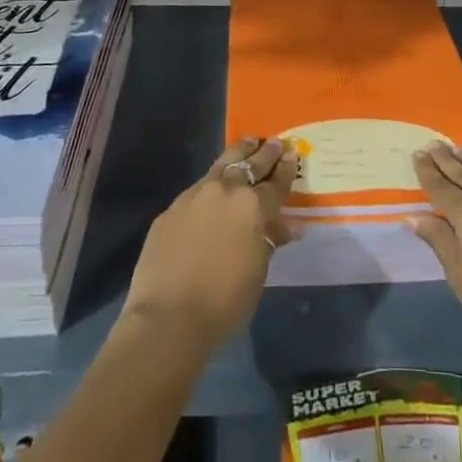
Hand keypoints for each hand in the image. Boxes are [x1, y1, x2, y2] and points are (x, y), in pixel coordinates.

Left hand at [122, 137, 296, 349]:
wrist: (168, 318)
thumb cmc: (224, 302)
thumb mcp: (257, 272)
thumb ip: (268, 242)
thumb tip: (283, 228)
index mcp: (253, 207)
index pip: (276, 182)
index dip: (286, 169)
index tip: (293, 155)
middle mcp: (225, 191)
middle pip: (250, 164)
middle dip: (265, 153)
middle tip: (275, 143)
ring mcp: (194, 196)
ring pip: (221, 165)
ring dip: (238, 154)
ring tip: (248, 143)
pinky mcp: (171, 209)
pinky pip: (197, 189)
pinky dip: (211, 184)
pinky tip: (212, 190)